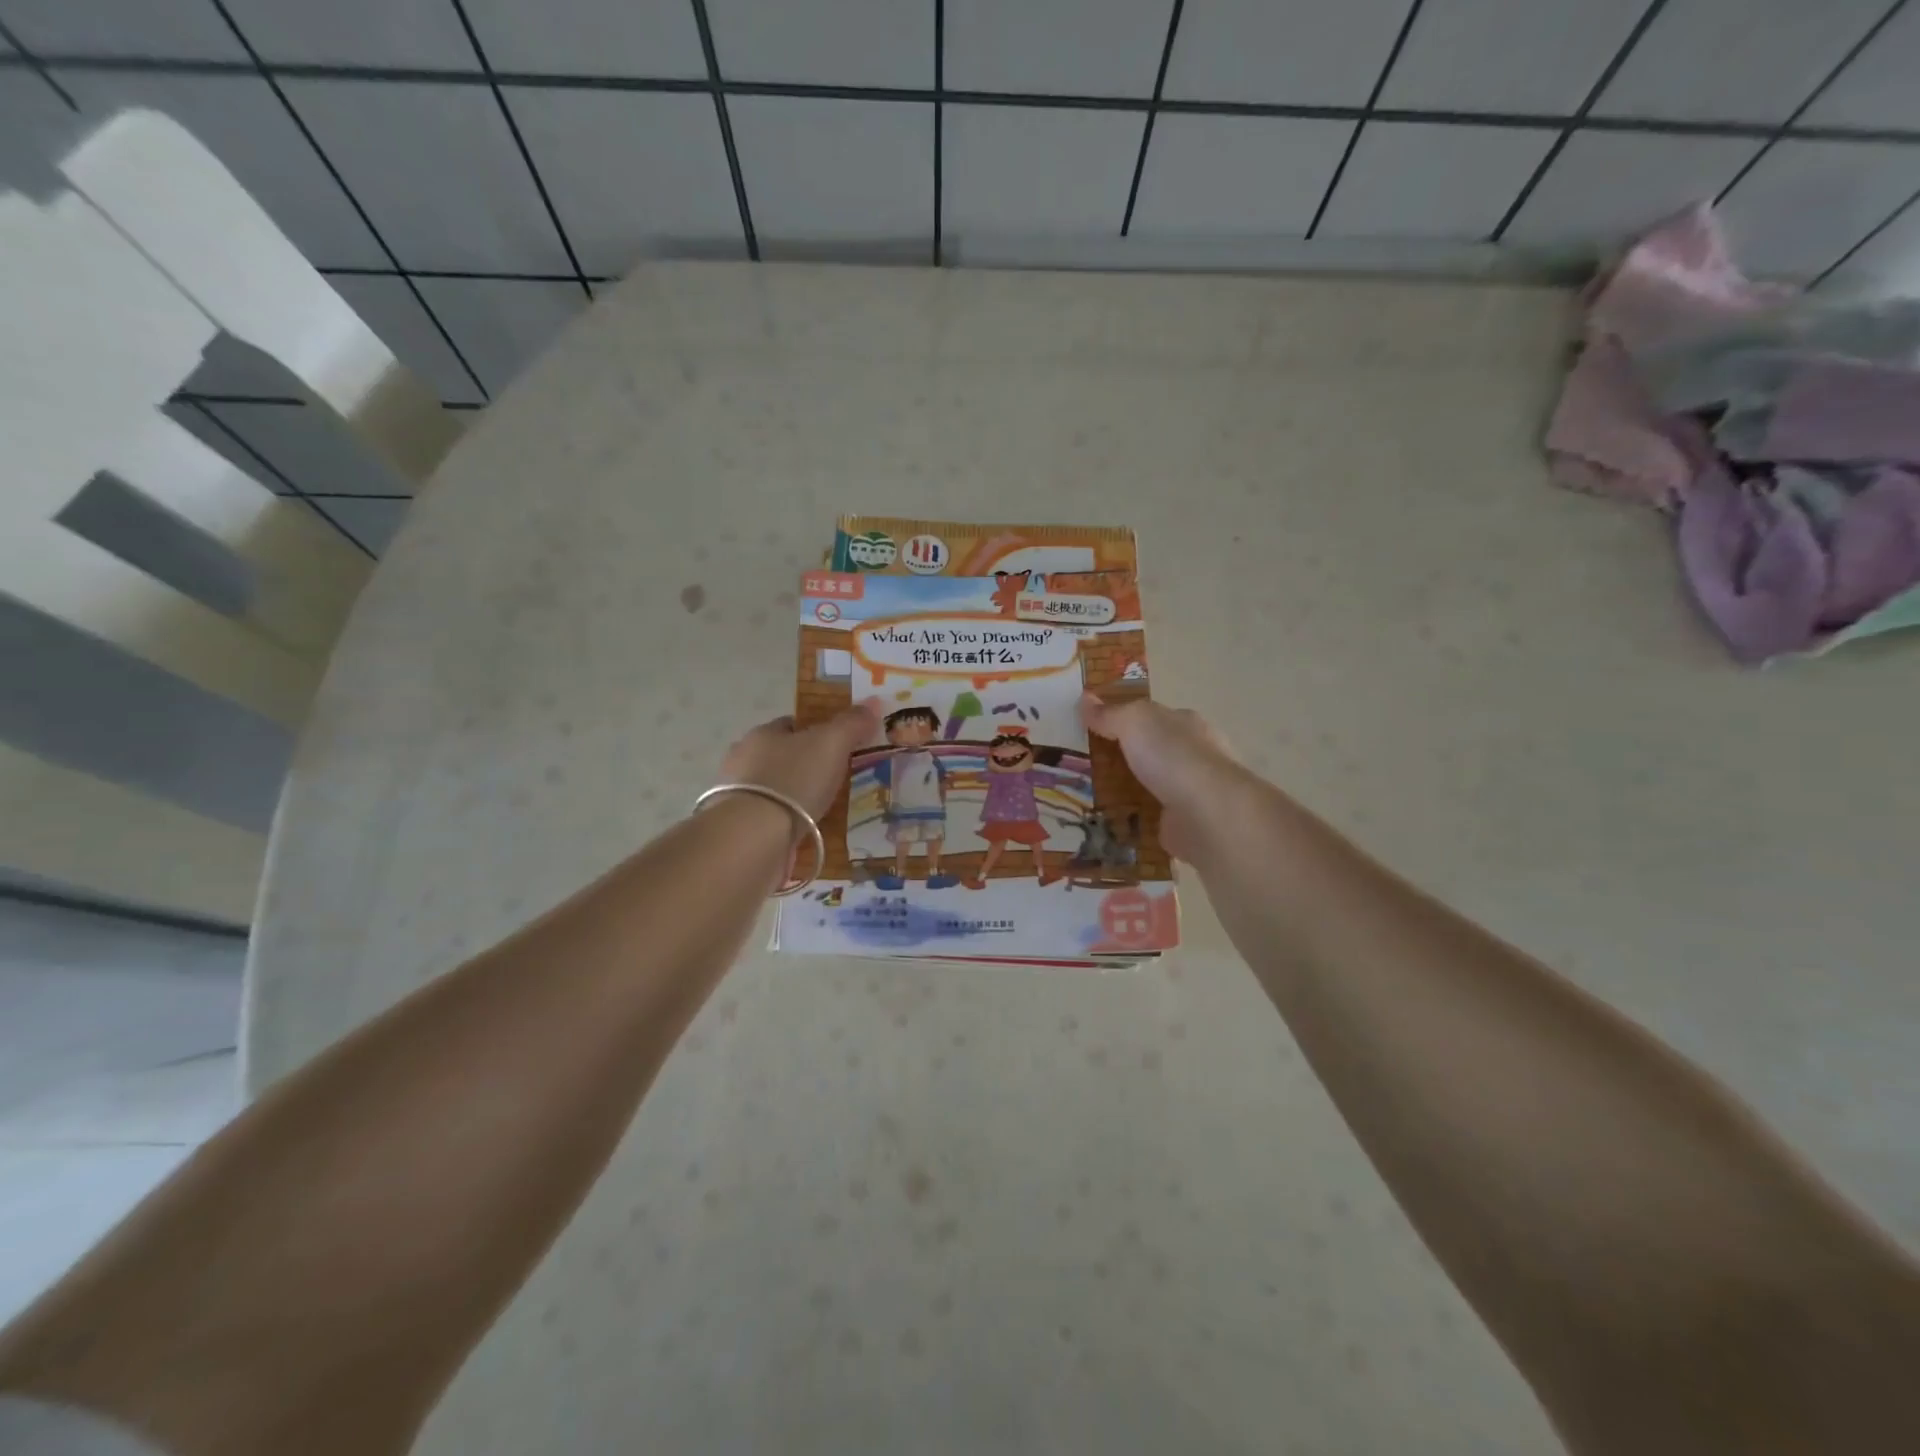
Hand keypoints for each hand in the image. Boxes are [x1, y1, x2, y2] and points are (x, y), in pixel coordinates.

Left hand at [718, 698, 882, 821]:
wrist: (754, 837)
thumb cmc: (793, 780)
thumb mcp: (831, 744)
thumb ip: (851, 723)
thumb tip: (874, 701)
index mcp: (762, 734)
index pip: (791, 725)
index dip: (816, 732)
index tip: (839, 747)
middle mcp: (744, 761)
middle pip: (781, 757)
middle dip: (805, 766)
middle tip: (837, 780)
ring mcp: (738, 797)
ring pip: (775, 789)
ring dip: (795, 797)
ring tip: (825, 810)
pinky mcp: (740, 830)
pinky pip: (770, 819)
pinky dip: (787, 823)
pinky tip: (806, 832)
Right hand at [1078, 693, 1243, 863]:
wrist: (1207, 814)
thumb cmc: (1173, 756)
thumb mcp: (1134, 721)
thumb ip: (1110, 713)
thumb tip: (1085, 699)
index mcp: (1185, 724)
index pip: (1152, 717)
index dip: (1123, 719)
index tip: (1091, 729)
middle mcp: (1191, 756)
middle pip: (1148, 752)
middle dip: (1120, 758)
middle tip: (1079, 766)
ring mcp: (1189, 792)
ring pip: (1147, 787)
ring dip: (1122, 791)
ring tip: (1083, 797)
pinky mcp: (1182, 825)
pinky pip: (1147, 819)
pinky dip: (1129, 820)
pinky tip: (1104, 823)